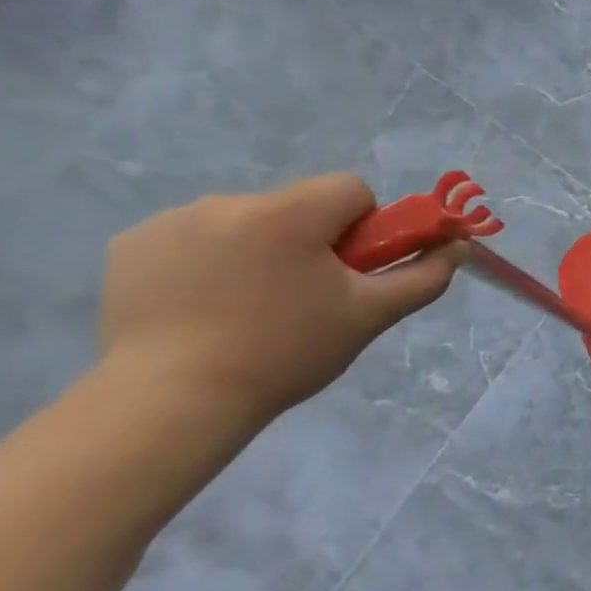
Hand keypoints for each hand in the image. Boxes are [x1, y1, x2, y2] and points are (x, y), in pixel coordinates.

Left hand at [98, 174, 464, 422]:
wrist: (172, 401)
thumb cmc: (286, 352)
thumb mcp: (371, 316)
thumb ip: (424, 275)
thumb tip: (459, 245)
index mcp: (288, 213)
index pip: (350, 189)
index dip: (364, 227)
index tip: (349, 271)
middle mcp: (228, 202)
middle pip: (298, 205)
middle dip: (311, 240)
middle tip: (305, 297)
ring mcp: (171, 221)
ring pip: (247, 220)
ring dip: (260, 248)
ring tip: (249, 307)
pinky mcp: (131, 245)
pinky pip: (194, 237)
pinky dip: (209, 260)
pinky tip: (203, 305)